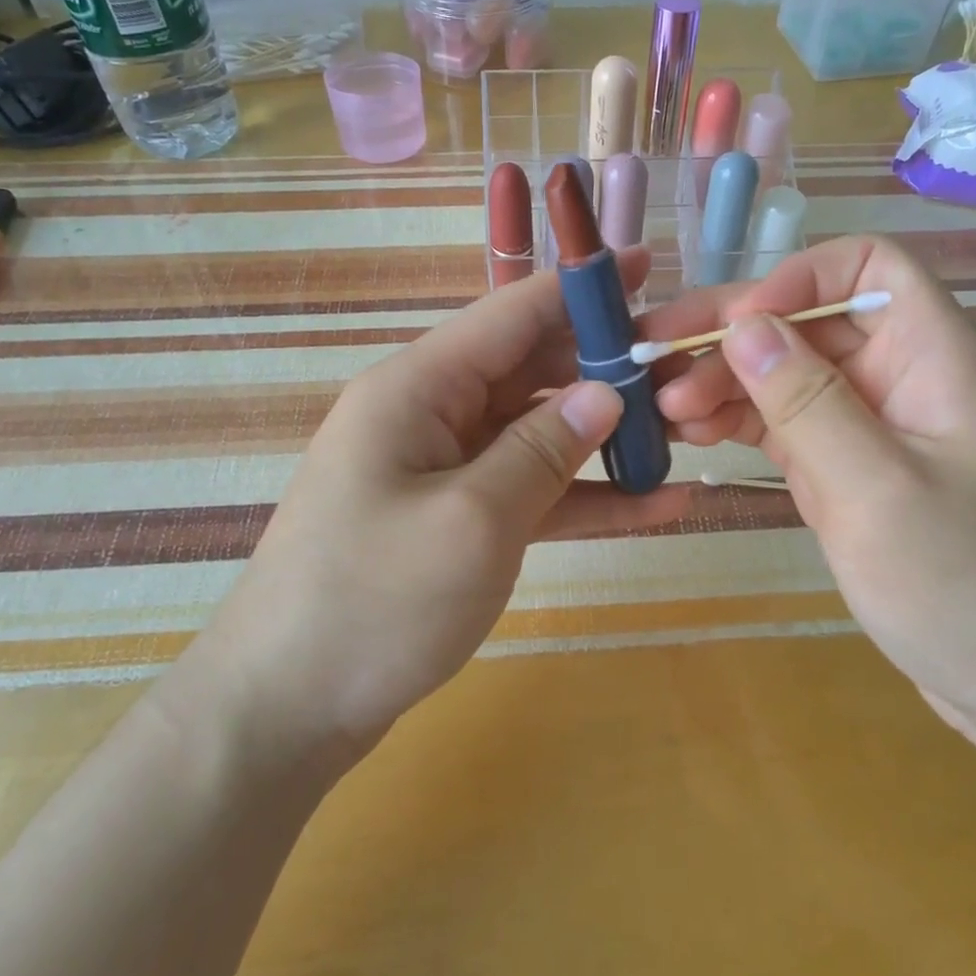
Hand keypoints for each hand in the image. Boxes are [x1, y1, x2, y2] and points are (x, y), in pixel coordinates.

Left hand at [198, 255, 690, 749]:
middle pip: (531, 372)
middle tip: (687, 373)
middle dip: (606, 371)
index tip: (649, 265)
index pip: (510, 314)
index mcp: (417, 388)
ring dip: (606, 438)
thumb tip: (606, 393)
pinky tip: (657, 505)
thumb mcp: (473, 520)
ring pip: (538, 433)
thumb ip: (545, 449)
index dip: (580, 289)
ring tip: (688, 436)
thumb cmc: (374, 603)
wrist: (287, 709)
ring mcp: (443, 470)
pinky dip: (584, 495)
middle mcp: (429, 415)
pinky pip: (529, 491)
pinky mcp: (456, 520)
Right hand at [648, 235, 975, 726]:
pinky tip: (687, 433)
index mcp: (933, 357)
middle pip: (807, 321)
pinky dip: (735, 422)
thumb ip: (808, 402)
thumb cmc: (968, 586)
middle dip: (730, 336)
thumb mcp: (878, 489)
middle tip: (651, 362)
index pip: (866, 268)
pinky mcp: (844, 468)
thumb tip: (742, 326)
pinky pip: (782, 424)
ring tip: (660, 408)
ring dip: (721, 382)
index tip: (735, 329)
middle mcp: (897, 377)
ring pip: (784, 373)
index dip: (797, 279)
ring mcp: (867, 425)